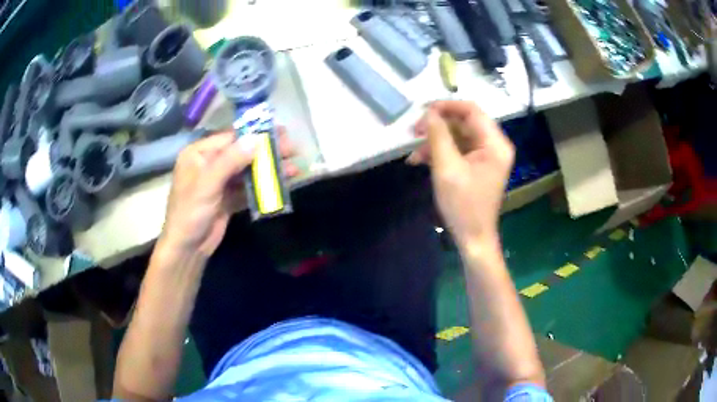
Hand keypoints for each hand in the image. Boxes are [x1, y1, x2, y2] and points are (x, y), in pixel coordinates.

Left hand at [158, 128, 297, 257]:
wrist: (187, 249)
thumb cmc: (190, 212)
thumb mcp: (207, 183)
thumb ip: (231, 160)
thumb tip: (257, 138)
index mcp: (199, 154)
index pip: (230, 138)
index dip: (255, 134)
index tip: (279, 132)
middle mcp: (209, 164)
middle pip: (241, 153)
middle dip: (266, 151)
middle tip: (291, 149)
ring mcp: (220, 182)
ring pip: (247, 171)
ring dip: (268, 169)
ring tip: (293, 167)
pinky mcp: (228, 198)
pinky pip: (248, 188)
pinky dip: (264, 186)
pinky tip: (281, 183)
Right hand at [408, 101, 513, 244]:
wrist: (472, 237)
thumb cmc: (463, 205)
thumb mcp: (447, 168)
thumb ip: (438, 136)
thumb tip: (429, 112)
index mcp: (495, 143)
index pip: (471, 110)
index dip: (447, 106)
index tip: (423, 111)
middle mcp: (494, 145)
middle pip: (464, 122)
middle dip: (438, 125)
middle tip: (414, 131)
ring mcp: (486, 155)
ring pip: (458, 135)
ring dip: (435, 141)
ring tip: (414, 154)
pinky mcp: (477, 165)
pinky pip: (458, 149)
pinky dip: (440, 152)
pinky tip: (420, 161)